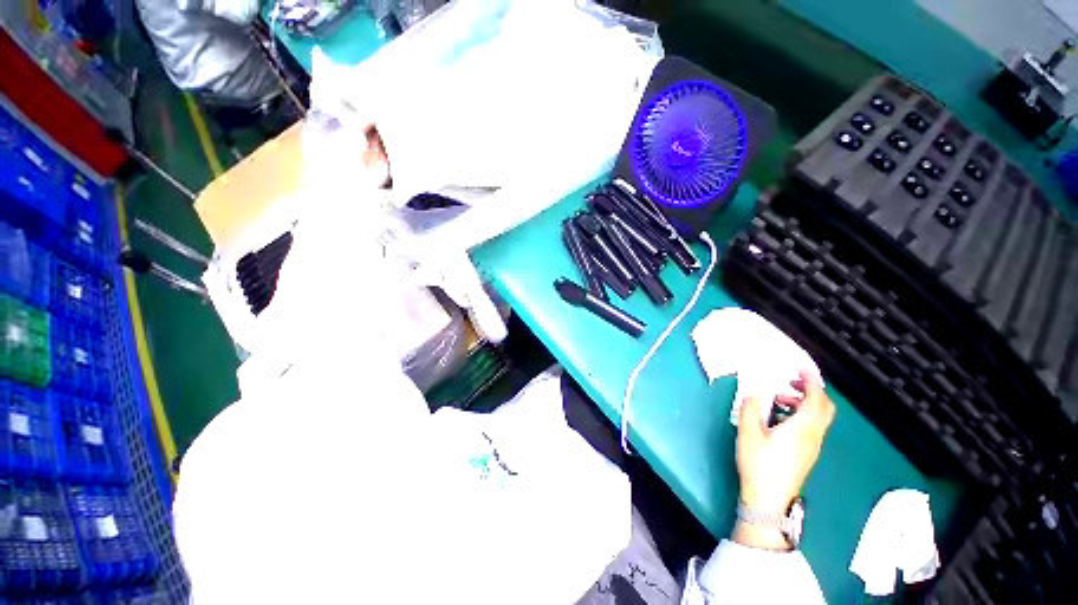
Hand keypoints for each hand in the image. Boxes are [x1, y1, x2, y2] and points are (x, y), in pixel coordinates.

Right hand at [733, 371, 835, 549]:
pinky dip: (801, 414)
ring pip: (819, 418)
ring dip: (804, 403)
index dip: (811, 380)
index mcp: (802, 428)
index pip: (816, 398)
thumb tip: (754, 391)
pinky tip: (779, 418)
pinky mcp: (806, 454)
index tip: (801, 368)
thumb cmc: (759, 464)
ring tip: (778, 399)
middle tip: (791, 381)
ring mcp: (812, 447)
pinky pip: (812, 427)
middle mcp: (813, 436)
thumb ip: (751, 407)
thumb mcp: (748, 432)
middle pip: (825, 408)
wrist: (768, 499)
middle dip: (812, 390)